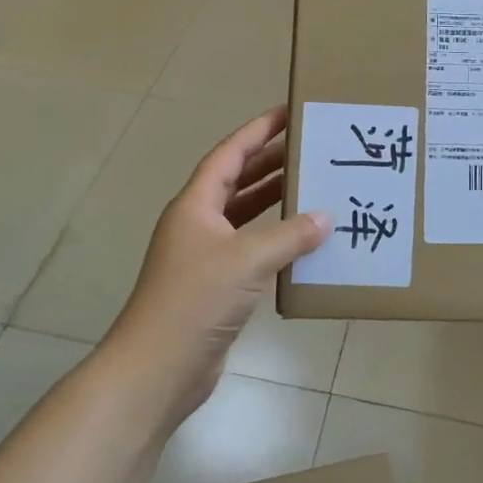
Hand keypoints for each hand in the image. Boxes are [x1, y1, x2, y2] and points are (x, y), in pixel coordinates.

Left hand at [111, 106, 328, 419]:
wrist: (157, 369)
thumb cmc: (195, 301)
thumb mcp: (247, 260)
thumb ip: (289, 235)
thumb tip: (325, 218)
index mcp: (195, 206)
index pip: (229, 155)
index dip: (257, 131)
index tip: (287, 113)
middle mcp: (198, 224)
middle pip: (237, 180)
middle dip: (270, 162)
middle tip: (310, 148)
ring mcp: (205, 255)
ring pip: (244, 215)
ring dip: (274, 200)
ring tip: (312, 185)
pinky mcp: (216, 285)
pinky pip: (251, 247)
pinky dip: (275, 238)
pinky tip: (302, 240)